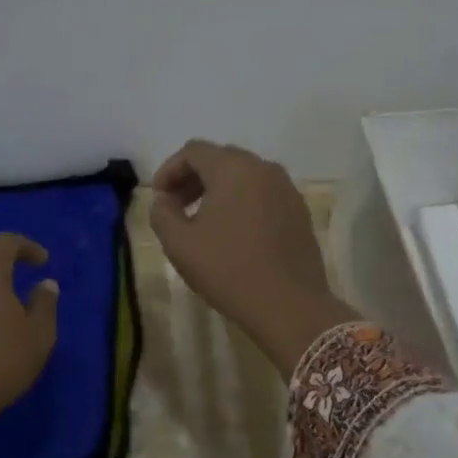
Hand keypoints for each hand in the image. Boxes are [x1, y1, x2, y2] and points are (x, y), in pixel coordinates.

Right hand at [148, 141, 357, 374]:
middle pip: (220, 159)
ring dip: (217, 190)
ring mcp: (286, 188)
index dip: (169, 169)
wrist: (289, 306)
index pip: (193, 151)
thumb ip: (162, 213)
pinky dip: (242, 201)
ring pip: (243, 176)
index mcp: (233, 168)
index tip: (158, 198)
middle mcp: (263, 168)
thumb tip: (164, 199)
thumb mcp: (179, 243)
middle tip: (175, 206)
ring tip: (202, 220)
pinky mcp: (299, 210)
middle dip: (193, 178)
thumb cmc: (229, 269)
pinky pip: (263, 193)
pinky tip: (233, 232)